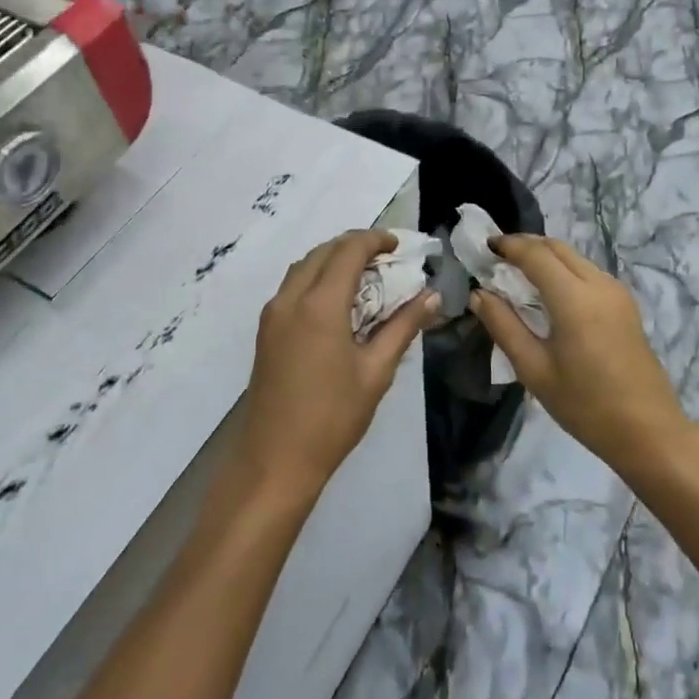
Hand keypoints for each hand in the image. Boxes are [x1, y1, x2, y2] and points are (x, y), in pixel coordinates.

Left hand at [237, 230, 438, 497]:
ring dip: (332, 259)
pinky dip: (316, 277)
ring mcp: (273, 314)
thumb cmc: (333, 418)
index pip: (348, 251)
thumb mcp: (376, 372)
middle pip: (323, 252)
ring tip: (364, 274)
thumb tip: (432, 297)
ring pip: (303, 267)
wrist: (275, 459)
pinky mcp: (266, 331)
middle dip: (354, 245)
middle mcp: (290, 299)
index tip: (399, 245)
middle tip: (385, 258)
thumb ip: (403, 327)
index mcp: (319, 305)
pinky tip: (337, 299)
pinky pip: (292, 286)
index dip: (374, 239)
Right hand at [469, 235, 688, 475]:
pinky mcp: (626, 304)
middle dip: (525, 245)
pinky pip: (588, 272)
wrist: (648, 431)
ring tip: (517, 274)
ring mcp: (617, 292)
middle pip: (557, 248)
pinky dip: (563, 270)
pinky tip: (548, 292)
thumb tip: (479, 294)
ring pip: (575, 258)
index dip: (507, 245)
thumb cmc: (585, 405)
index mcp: (574, 298)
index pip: (535, 254)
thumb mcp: (534, 369)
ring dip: (545, 256)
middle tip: (496, 257)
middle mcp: (598, 284)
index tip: (483, 247)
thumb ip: (503, 326)